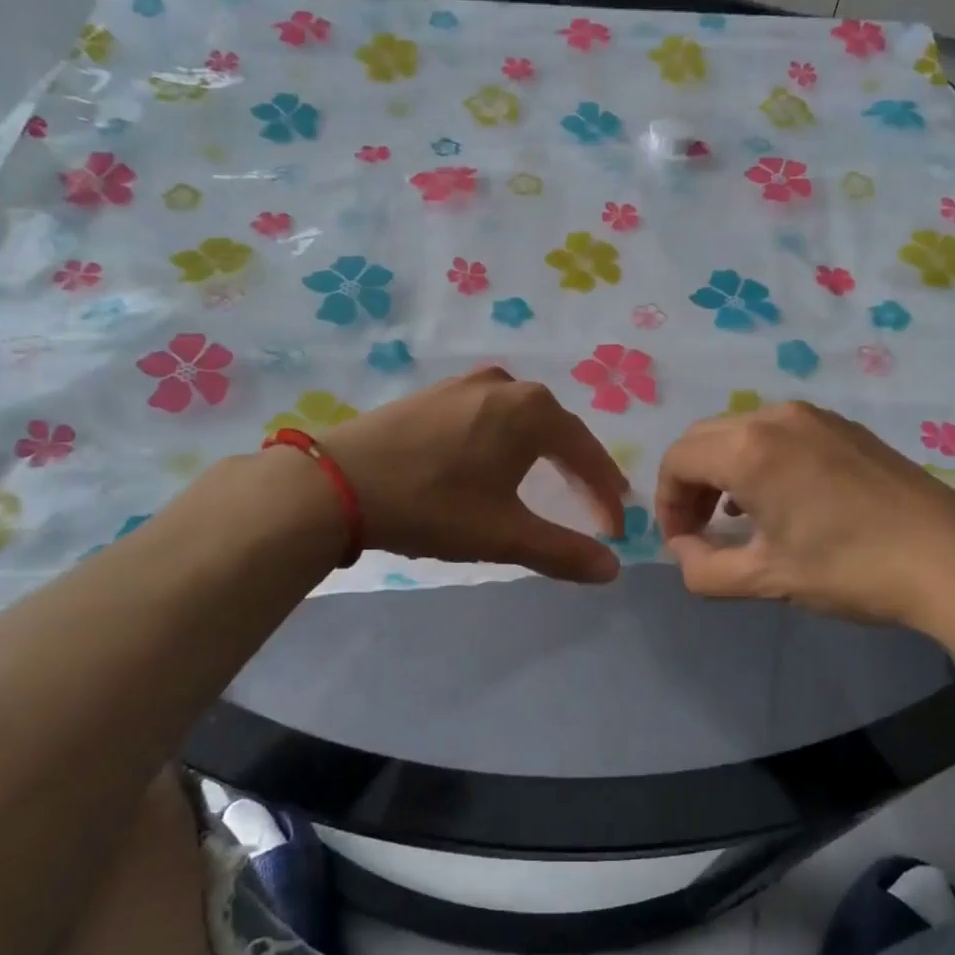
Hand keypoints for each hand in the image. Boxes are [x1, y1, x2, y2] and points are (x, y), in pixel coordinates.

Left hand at [318, 368, 628, 583]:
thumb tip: (612, 569)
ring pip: (522, 419)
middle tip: (594, 501)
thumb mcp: (504, 534)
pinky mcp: (433, 394)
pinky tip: (496, 459)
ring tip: (552, 479)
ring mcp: (465, 384)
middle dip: (579, 468)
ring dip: (544, 450)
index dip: (605, 493)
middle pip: (558, 429)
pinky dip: (507, 439)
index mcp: (532, 411)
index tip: (616, 529)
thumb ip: (563, 551)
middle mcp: (505, 385)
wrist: (338, 482)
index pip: (587, 453)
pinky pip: (489, 415)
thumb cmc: (433, 505)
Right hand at [654, 401, 954, 633]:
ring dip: (722, 471)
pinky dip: (757, 460)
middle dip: (689, 485)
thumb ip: (703, 570)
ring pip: (739, 432)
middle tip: (699, 531)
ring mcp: (813, 416)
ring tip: (735, 519)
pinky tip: (778, 500)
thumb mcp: (766, 579)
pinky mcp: (842, 426)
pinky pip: (776, 432)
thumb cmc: (850, 568)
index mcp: (749, 449)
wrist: (953, 558)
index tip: (682, 544)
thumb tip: (683, 551)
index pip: (677, 461)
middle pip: (703, 440)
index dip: (666, 503)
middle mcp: (775, 417)